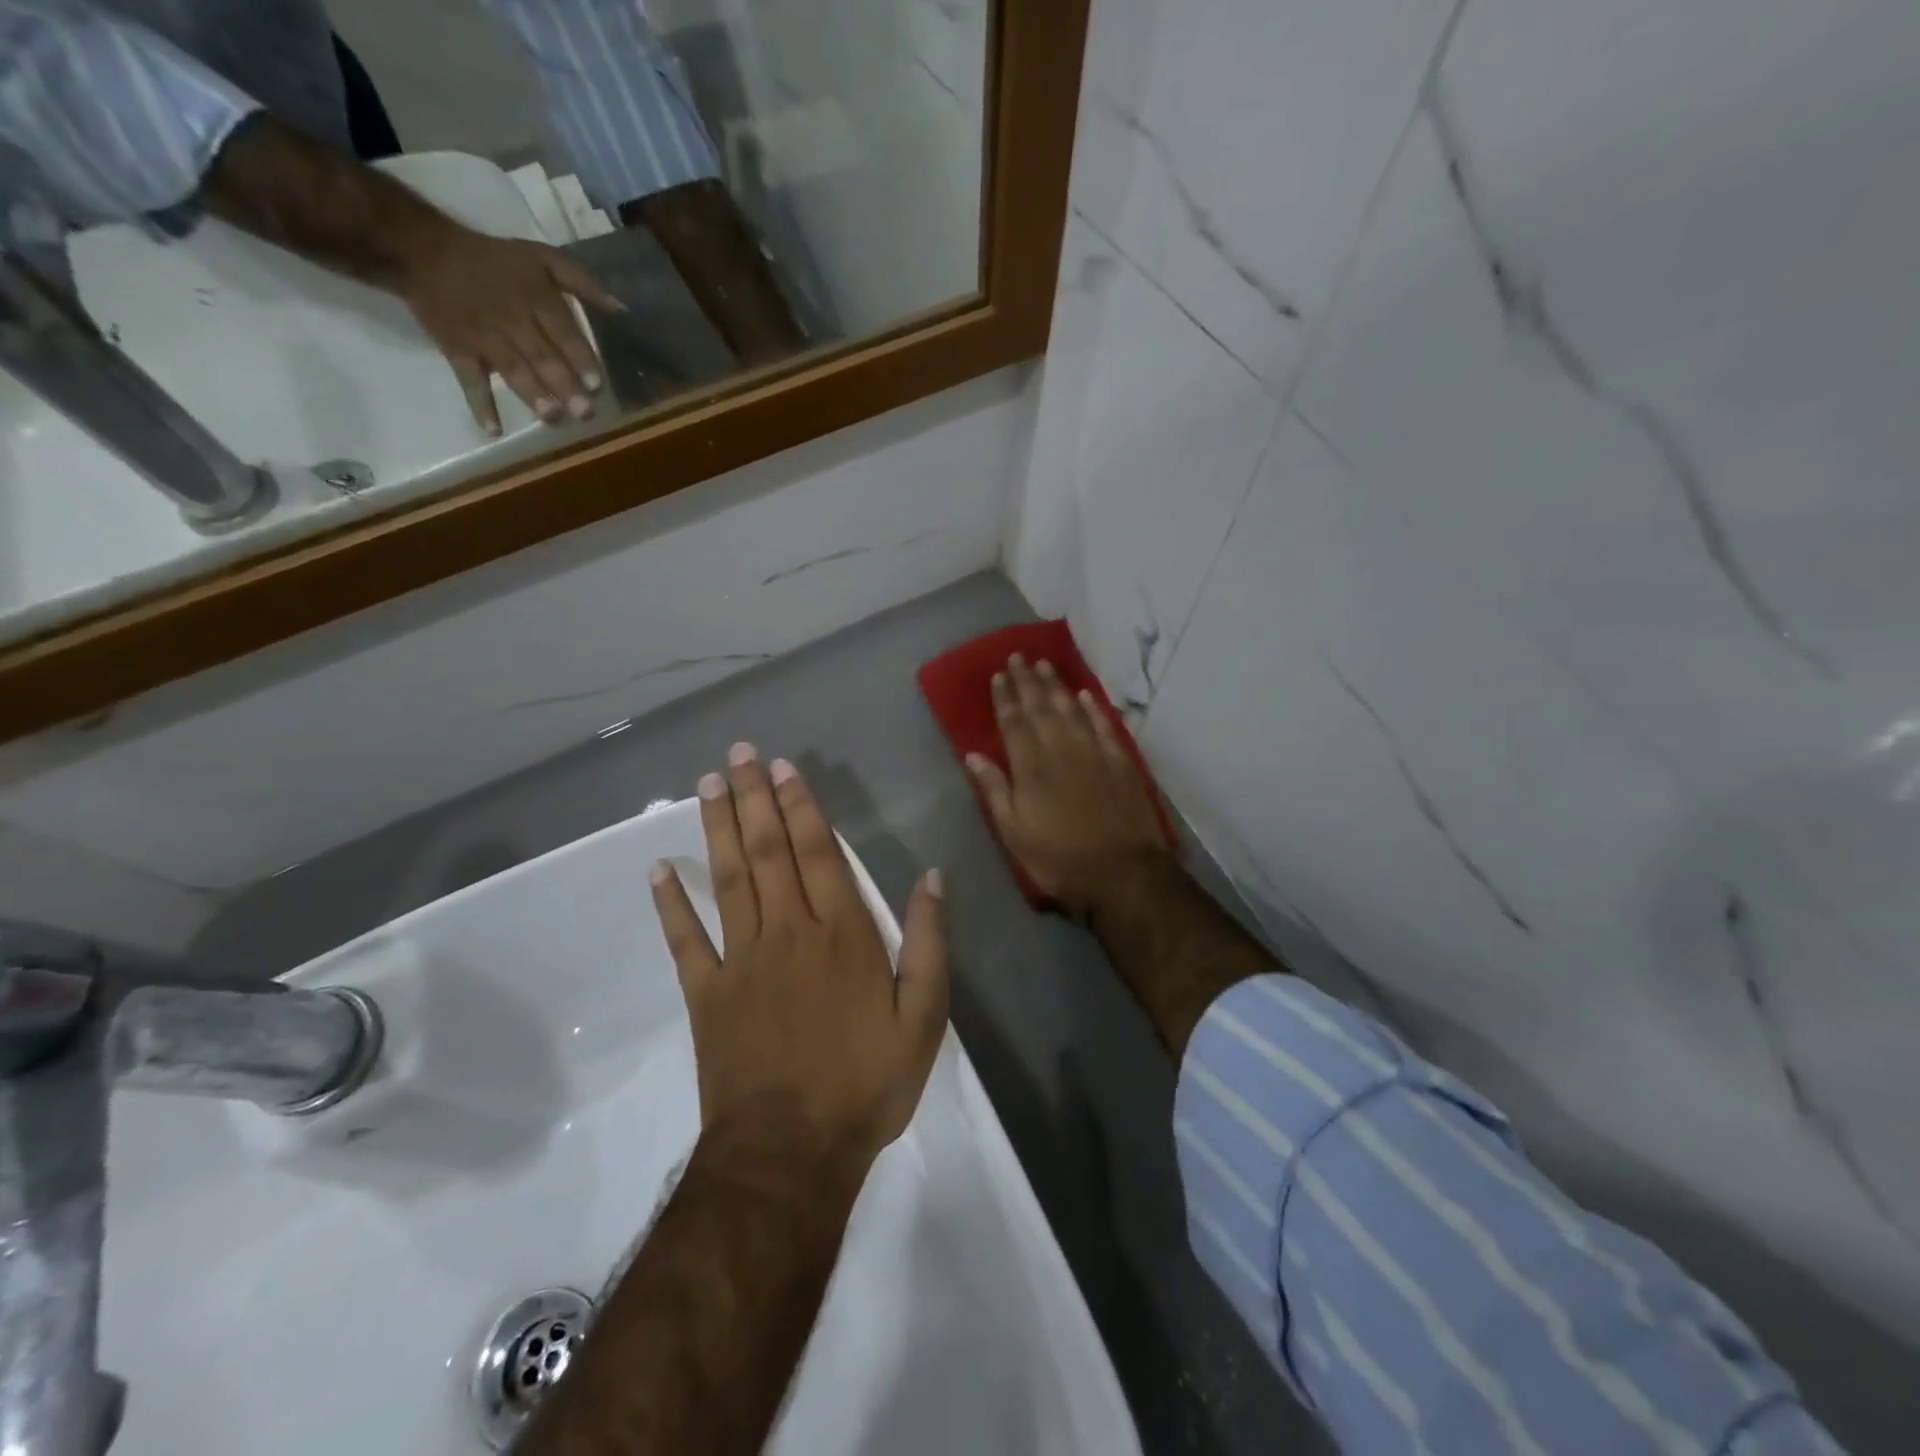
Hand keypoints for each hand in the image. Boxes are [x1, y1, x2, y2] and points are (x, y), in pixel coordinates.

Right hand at [395, 223, 625, 435]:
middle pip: (540, 355)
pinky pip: (469, 379)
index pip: (561, 330)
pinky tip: (493, 430)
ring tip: (552, 417)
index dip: (579, 357)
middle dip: (563, 384)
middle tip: (584, 412)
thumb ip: (583, 283)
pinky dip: (480, 404)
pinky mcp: (458, 350)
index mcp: (535, 298)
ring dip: (531, 394)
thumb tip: (622, 310)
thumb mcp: (542, 257)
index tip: (596, 384)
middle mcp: (511, 319)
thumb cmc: (495, 260)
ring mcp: (483, 337)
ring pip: (511, 368)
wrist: (421, 250)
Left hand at [650, 745, 949, 1171]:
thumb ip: (928, 942)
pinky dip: (670, 905)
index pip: (819, 853)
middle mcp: (788, 932)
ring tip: (708, 785)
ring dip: (717, 829)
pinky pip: (685, 941)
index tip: (785, 768)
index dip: (802, 806)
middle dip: (754, 798)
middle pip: (768, 852)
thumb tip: (932, 876)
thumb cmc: (865, 1083)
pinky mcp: (707, 995)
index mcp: (842, 935)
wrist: (791, 1154)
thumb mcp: (924, 1017)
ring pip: (728, 880)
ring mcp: (741, 961)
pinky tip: (657, 870)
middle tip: (739, 753)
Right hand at [966, 655, 1170, 917]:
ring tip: (1046, 665)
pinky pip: (1104, 725)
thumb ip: (995, 790)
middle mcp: (1061, 750)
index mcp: (1031, 768)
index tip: (998, 675)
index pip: (1014, 723)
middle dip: (1028, 681)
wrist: (1123, 873)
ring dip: (1057, 686)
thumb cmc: (1059, 859)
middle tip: (1019, 656)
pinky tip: (1085, 695)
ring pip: (1071, 710)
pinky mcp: (1120, 762)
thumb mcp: (1014, 833)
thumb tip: (973, 754)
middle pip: (1041, 708)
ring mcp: (1094, 753)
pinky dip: (1094, 708)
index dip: (1005, 698)